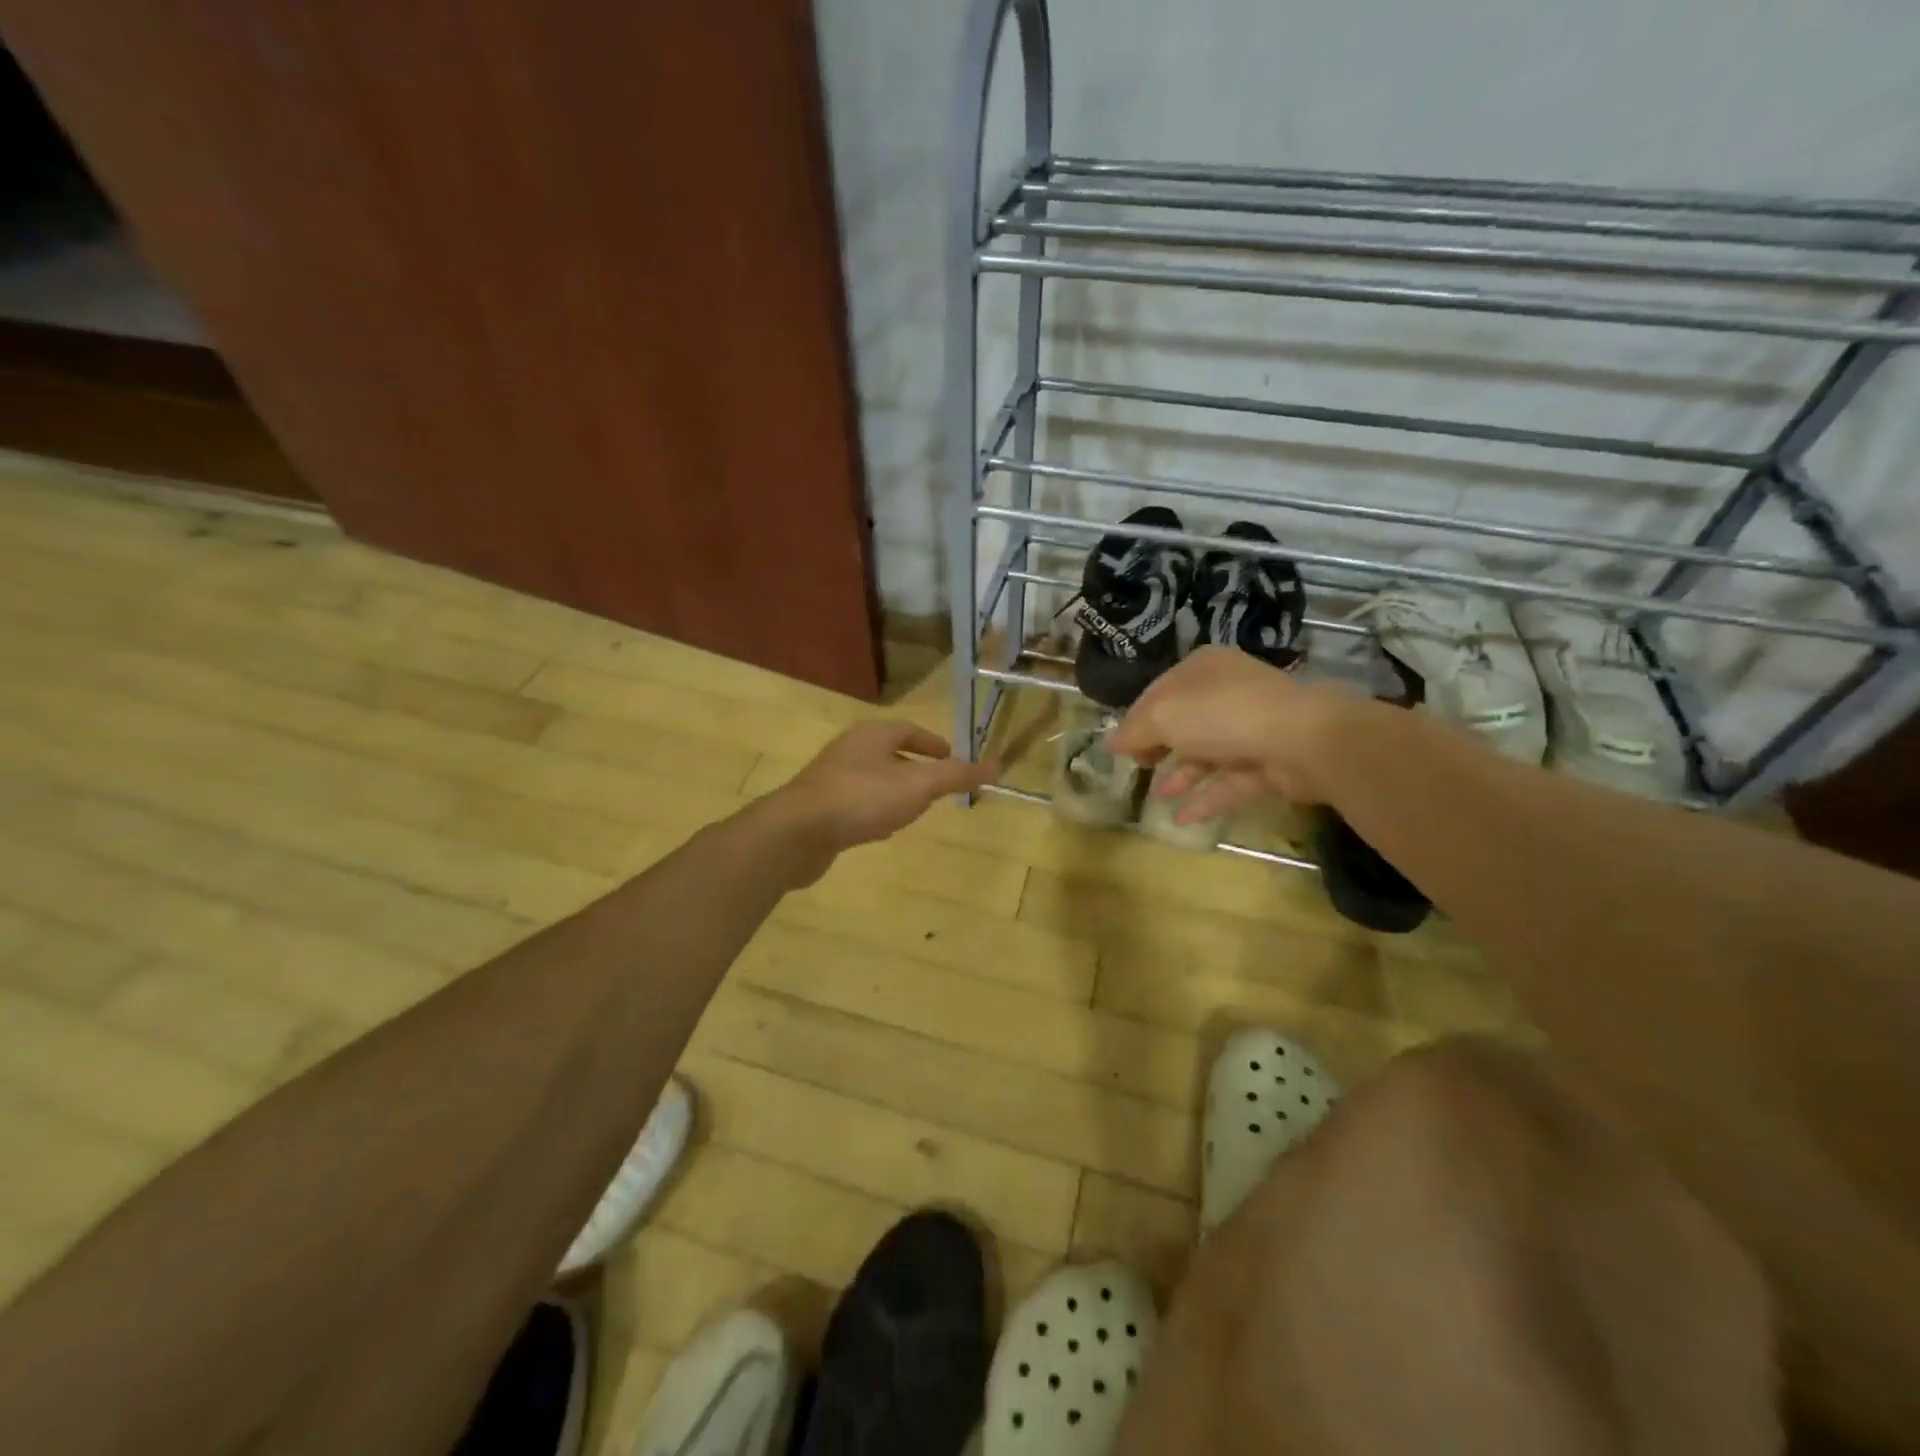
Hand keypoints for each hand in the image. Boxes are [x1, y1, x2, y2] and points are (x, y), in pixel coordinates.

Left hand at [763, 721, 998, 883]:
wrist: (797, 833)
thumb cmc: (862, 799)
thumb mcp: (918, 786)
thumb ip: (956, 776)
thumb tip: (996, 765)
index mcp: (872, 736)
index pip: (909, 730)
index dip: (932, 743)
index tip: (951, 758)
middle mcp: (850, 751)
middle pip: (889, 753)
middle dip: (914, 767)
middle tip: (937, 785)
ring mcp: (831, 779)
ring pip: (873, 779)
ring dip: (895, 791)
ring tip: (915, 809)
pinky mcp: (819, 808)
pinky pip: (856, 804)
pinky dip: (875, 811)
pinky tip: (881, 831)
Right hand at [1108, 646, 1354, 820]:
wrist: (1301, 740)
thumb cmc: (1222, 715)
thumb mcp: (1163, 716)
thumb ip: (1134, 730)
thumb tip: (1111, 743)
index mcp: (1202, 670)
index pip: (1158, 693)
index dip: (1135, 720)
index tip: (1118, 748)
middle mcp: (1227, 694)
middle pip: (1184, 723)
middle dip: (1159, 747)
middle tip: (1138, 769)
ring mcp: (1252, 728)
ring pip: (1207, 754)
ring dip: (1181, 775)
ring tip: (1156, 797)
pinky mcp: (1269, 764)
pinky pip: (1230, 782)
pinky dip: (1206, 799)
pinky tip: (1181, 819)